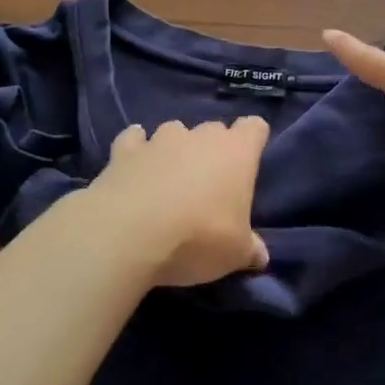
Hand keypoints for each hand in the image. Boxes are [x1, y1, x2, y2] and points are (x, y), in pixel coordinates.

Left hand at [88, 118, 271, 286]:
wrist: (129, 233)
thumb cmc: (198, 238)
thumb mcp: (234, 254)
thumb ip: (250, 249)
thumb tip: (260, 256)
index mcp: (237, 152)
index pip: (254, 128)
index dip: (253, 141)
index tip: (249, 163)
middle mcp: (200, 136)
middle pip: (214, 129)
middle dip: (213, 150)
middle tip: (209, 184)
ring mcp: (160, 139)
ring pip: (175, 131)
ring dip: (175, 149)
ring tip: (169, 178)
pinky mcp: (124, 150)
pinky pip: (134, 139)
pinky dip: (136, 149)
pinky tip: (134, 164)